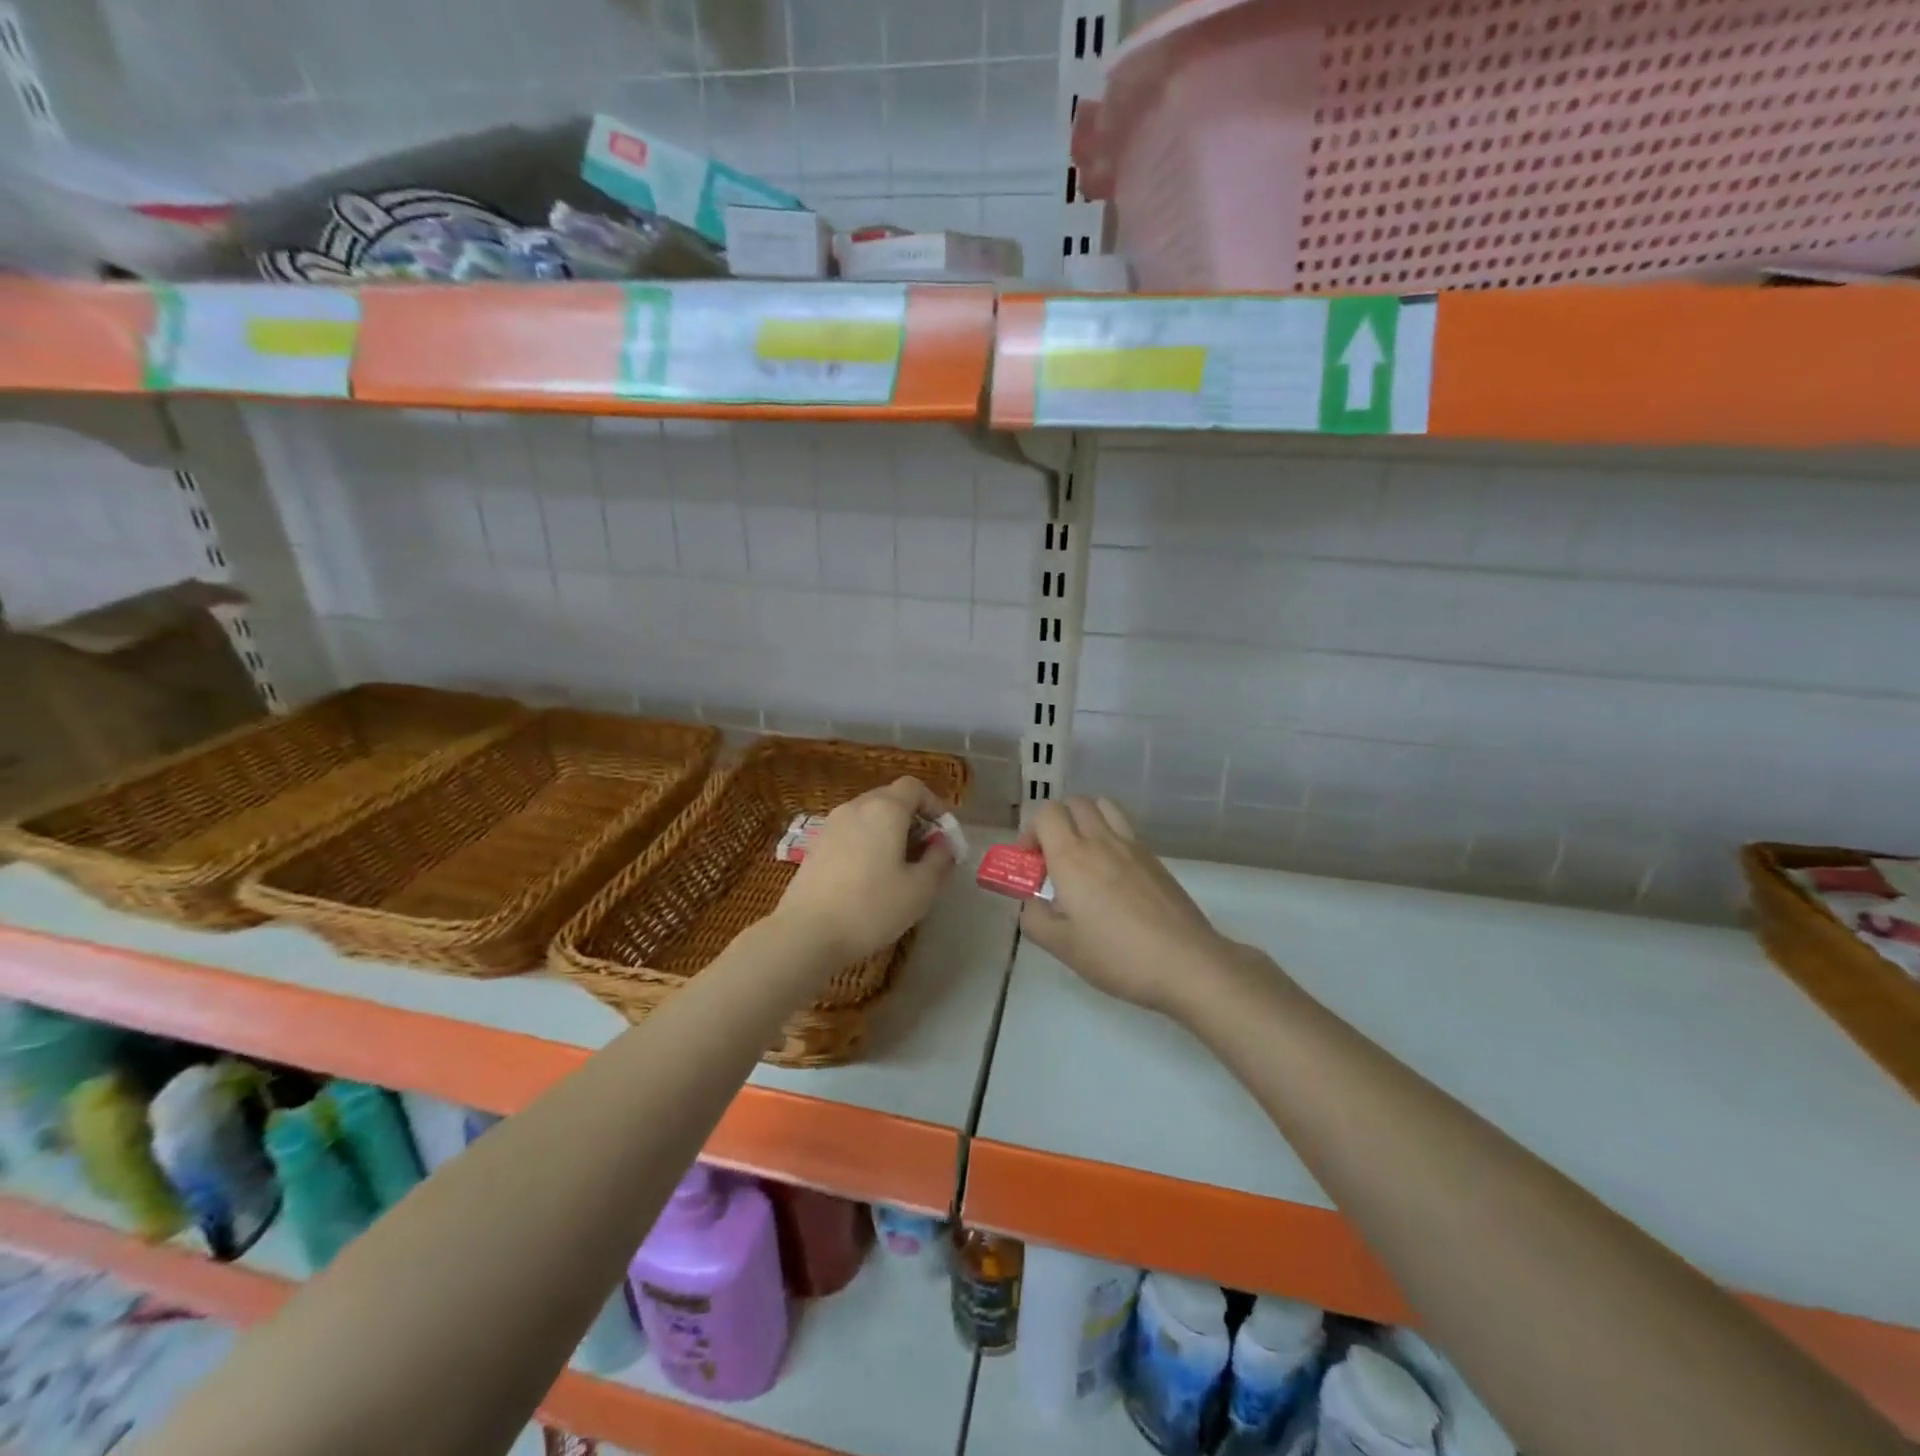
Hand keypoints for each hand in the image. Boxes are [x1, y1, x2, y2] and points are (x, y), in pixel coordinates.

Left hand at [772, 777, 955, 967]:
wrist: (807, 932)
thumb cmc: (871, 907)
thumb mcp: (920, 889)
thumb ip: (940, 860)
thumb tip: (943, 845)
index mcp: (885, 809)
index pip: (914, 787)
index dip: (934, 805)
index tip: (943, 835)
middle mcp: (855, 807)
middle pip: (890, 798)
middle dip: (913, 819)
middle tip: (925, 852)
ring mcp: (831, 825)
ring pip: (869, 815)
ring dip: (889, 831)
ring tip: (899, 866)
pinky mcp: (815, 845)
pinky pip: (850, 832)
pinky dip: (867, 842)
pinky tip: (869, 876)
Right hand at [1018, 797, 1241, 1015]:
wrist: (1186, 962)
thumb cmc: (1117, 955)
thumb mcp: (1062, 947)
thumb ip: (1034, 919)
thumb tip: (1031, 902)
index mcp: (1072, 857)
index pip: (1046, 813)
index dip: (1031, 831)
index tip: (1030, 863)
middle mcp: (1101, 840)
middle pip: (1075, 803)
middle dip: (1056, 821)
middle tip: (1053, 857)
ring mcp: (1133, 846)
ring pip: (1104, 807)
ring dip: (1086, 819)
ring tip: (1083, 855)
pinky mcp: (1155, 858)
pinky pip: (1126, 828)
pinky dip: (1110, 835)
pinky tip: (1112, 874)